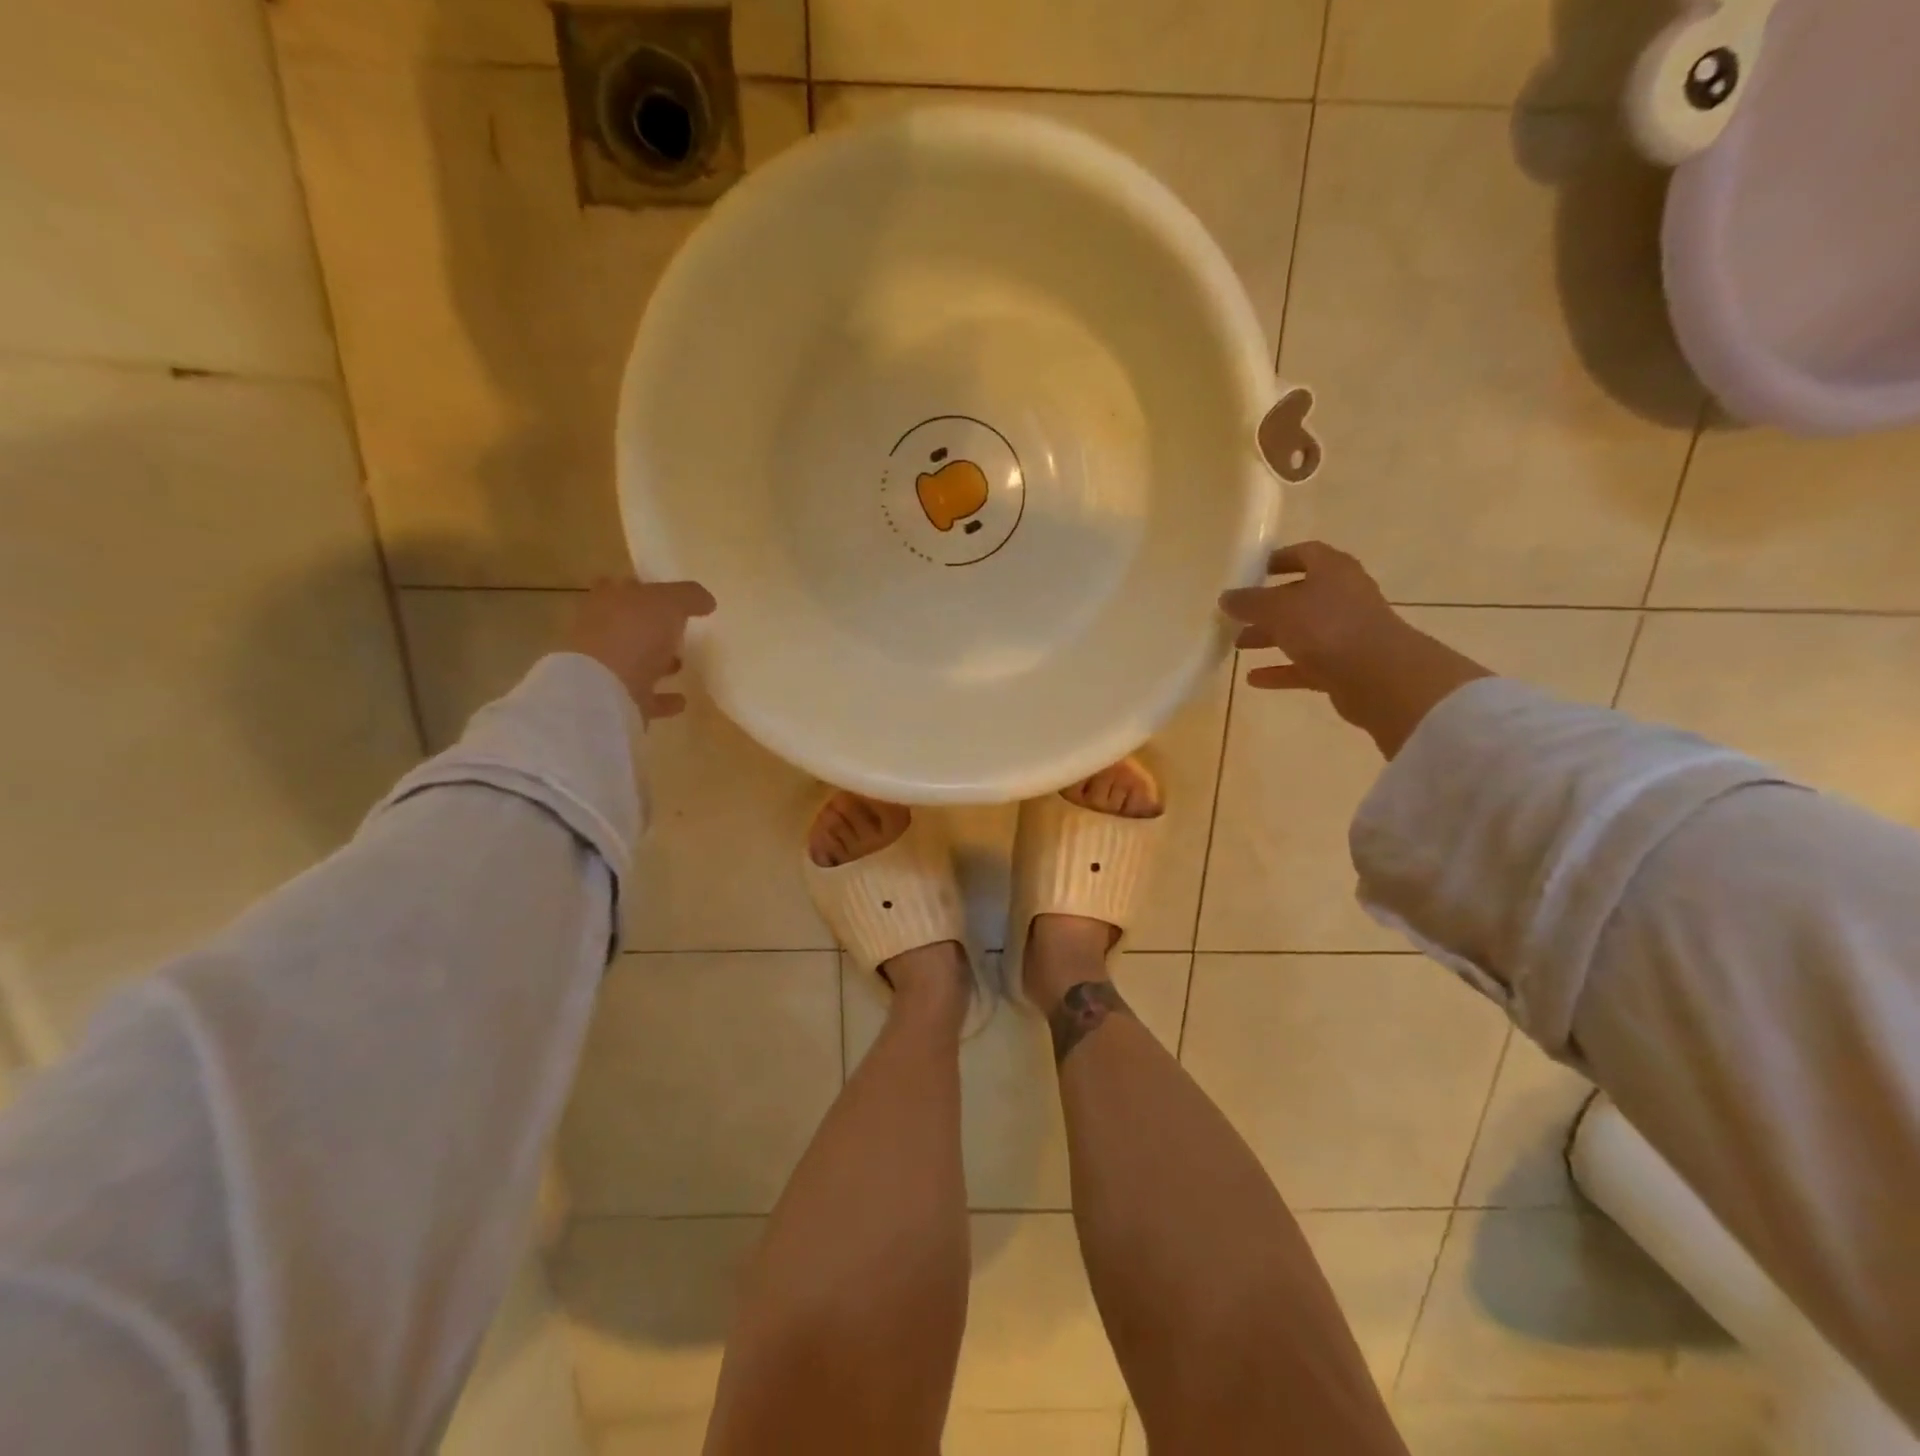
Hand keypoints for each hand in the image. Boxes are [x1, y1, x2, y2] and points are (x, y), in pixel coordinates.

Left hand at [566, 578, 715, 721]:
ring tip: (681, 664)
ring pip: (635, 659)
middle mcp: (602, 631)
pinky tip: (681, 699)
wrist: (606, 690)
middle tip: (678, 629)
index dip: (644, 588)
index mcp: (608, 601)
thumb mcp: (669, 602)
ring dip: (657, 661)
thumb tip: (707, 601)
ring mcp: (607, 667)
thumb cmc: (634, 634)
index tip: (667, 594)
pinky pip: (645, 696)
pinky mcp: (618, 698)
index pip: (623, 587)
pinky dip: (663, 698)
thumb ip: (689, 596)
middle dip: (651, 626)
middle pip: (629, 624)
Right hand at [1219, 542, 1491, 757]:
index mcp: (1333, 570)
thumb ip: (1249, 602)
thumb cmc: (1327, 627)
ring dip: (1270, 637)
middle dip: (1266, 606)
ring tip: (1237, 647)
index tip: (1251, 571)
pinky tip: (1253, 679)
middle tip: (1236, 616)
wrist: (1379, 676)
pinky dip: (1281, 669)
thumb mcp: (1278, 609)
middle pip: (1299, 596)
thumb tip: (1226, 597)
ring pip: (1301, 632)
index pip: (1305, 554)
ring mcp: (1346, 633)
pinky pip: (1306, 665)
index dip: (1278, 559)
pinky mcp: (1345, 666)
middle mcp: (1343, 597)